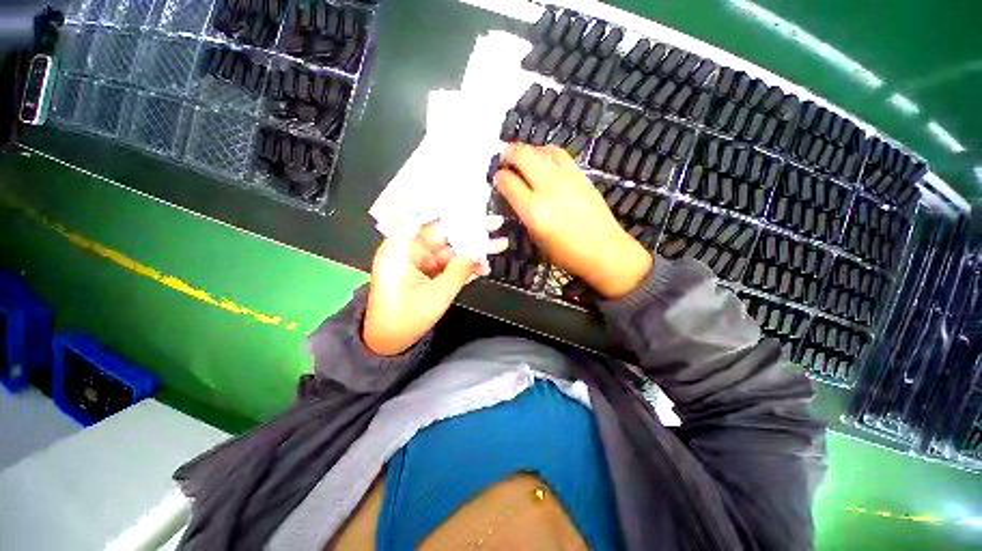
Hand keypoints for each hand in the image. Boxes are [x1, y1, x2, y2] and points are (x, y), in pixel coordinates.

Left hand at [363, 219, 507, 355]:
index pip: (426, 219)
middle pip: (444, 234)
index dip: (448, 209)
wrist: (389, 343)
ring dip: (473, 250)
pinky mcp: (426, 273)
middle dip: (471, 230)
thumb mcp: (436, 295)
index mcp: (402, 249)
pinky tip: (484, 266)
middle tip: (496, 223)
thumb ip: (458, 271)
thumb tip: (476, 253)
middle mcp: (410, 250)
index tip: (471, 201)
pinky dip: (464, 266)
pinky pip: (447, 265)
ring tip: (500, 244)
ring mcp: (420, 262)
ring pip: (450, 250)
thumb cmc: (406, 319)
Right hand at [494, 144, 651, 298]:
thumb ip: (523, 216)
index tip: (496, 179)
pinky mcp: (580, 175)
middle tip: (503, 159)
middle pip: (522, 157)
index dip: (498, 178)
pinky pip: (559, 154)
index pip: (507, 182)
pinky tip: (543, 158)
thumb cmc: (566, 253)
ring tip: (521, 157)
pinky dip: (546, 152)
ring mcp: (565, 178)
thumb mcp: (536, 239)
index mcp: (533, 210)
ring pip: (540, 151)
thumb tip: (515, 199)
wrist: (603, 249)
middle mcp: (547, 188)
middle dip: (507, 154)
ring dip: (526, 150)